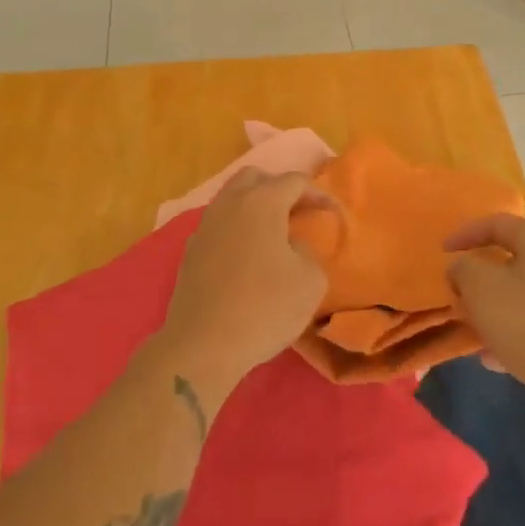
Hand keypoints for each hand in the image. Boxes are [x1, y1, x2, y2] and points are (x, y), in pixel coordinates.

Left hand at [156, 170, 333, 398]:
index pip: (295, 181)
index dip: (319, 195)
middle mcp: (229, 204)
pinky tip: (249, 256)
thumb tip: (290, 247)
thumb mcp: (310, 281)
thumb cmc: (264, 308)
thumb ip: (307, 252)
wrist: (203, 346)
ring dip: (255, 208)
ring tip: (275, 235)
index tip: (334, 215)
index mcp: (261, 202)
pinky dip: (237, 229)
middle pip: (255, 178)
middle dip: (280, 189)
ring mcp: (205, 227)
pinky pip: (219, 225)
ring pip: (232, 199)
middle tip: (299, 213)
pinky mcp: (190, 252)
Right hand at [444, 214, 524, 418]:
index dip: (465, 234)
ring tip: (469, 328)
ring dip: (491, 309)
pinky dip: (509, 335)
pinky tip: (491, 358)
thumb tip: (463, 269)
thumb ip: (463, 270)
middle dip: (477, 277)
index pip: (496, 223)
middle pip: (508, 260)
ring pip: (518, 295)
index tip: (442, 252)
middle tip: (455, 292)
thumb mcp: (481, 287)